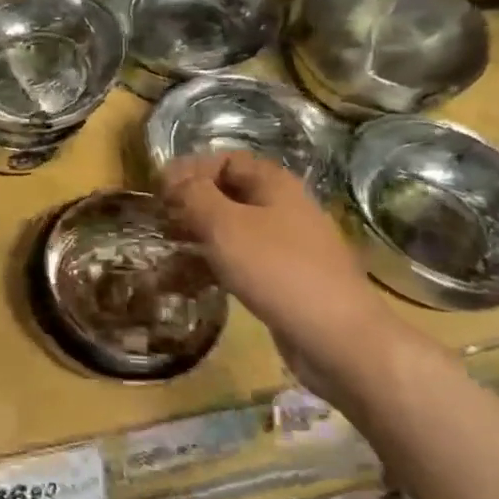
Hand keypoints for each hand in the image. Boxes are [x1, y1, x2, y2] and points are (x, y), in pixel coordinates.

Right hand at [160, 151, 420, 394]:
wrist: (340, 339)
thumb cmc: (278, 270)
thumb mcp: (225, 225)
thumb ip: (194, 195)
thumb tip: (174, 180)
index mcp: (274, 184)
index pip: (224, 159)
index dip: (189, 169)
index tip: (159, 190)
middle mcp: (284, 207)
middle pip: (230, 192)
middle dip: (193, 202)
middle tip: (160, 219)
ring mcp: (289, 244)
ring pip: (236, 227)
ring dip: (201, 233)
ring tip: (170, 247)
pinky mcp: (288, 279)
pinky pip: (245, 259)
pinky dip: (217, 261)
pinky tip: (194, 279)